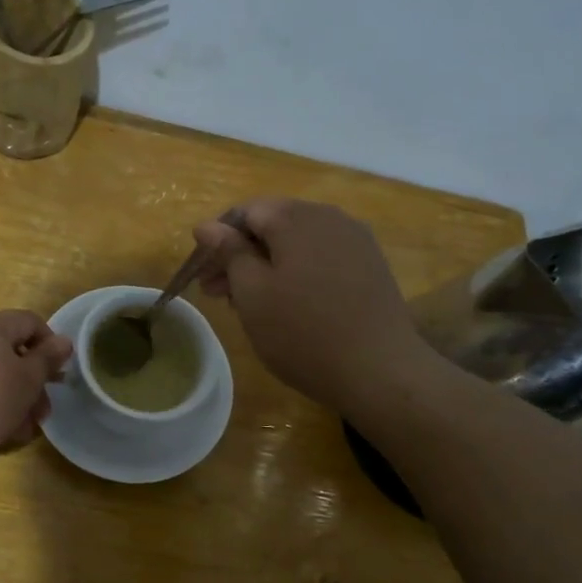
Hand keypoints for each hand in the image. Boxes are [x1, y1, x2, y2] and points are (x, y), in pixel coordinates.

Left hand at [0, 310, 71, 457]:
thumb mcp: (26, 381)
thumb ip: (47, 360)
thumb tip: (64, 340)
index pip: (31, 322)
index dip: (51, 345)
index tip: (60, 374)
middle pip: (10, 351)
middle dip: (32, 382)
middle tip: (43, 413)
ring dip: (13, 399)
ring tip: (23, 430)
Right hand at [195, 198, 431, 414]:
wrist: (379, 370)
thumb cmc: (302, 332)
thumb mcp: (252, 293)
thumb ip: (229, 253)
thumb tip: (206, 225)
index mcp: (296, 218)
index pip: (244, 211)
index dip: (217, 239)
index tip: (202, 274)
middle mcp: (329, 217)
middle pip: (272, 225)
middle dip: (240, 254)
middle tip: (215, 293)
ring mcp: (355, 241)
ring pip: (297, 243)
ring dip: (266, 266)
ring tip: (247, 303)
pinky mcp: (370, 266)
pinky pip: (321, 258)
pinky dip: (295, 273)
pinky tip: (287, 305)